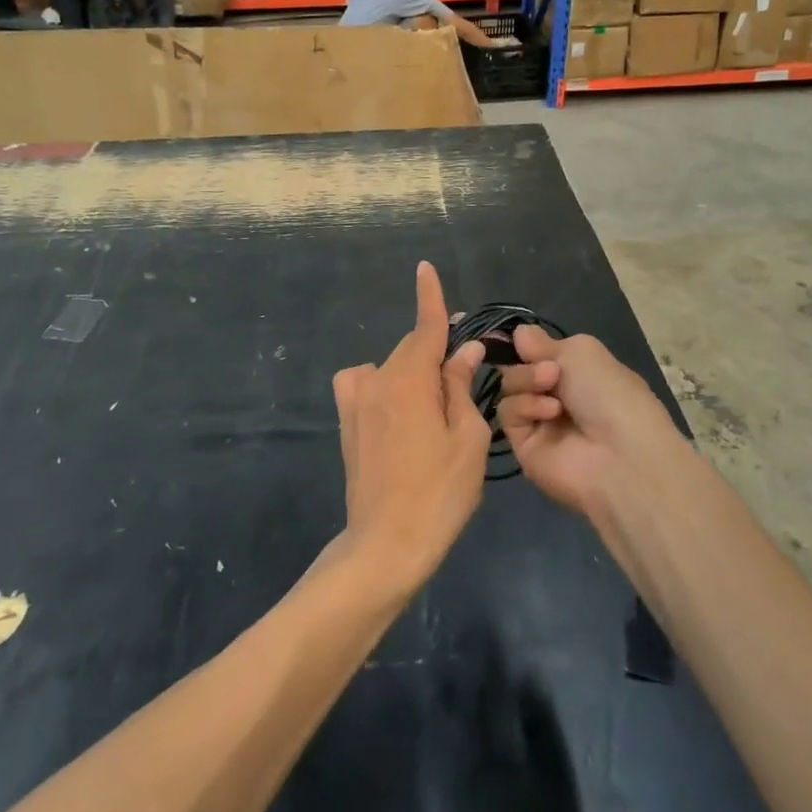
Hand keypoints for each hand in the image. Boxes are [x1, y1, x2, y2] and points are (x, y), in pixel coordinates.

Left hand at [331, 263, 490, 594]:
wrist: (385, 544)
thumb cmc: (439, 493)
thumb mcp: (466, 438)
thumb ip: (460, 385)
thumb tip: (464, 350)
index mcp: (409, 379)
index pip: (425, 327)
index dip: (429, 296)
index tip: (424, 266)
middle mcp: (376, 379)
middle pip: (411, 349)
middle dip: (436, 349)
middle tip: (465, 366)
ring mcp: (355, 401)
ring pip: (391, 368)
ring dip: (413, 374)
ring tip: (434, 410)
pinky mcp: (345, 421)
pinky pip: (366, 385)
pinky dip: (385, 387)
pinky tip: (398, 413)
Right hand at [496, 327, 683, 519]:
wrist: (620, 456)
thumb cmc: (610, 395)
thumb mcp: (582, 352)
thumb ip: (543, 342)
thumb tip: (518, 333)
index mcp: (577, 372)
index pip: (538, 352)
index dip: (527, 345)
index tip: (521, 341)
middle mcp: (557, 395)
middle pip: (518, 367)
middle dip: (530, 363)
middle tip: (551, 372)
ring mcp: (540, 421)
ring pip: (510, 388)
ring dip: (527, 381)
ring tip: (551, 389)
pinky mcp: (524, 445)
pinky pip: (509, 413)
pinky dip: (526, 407)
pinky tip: (550, 413)